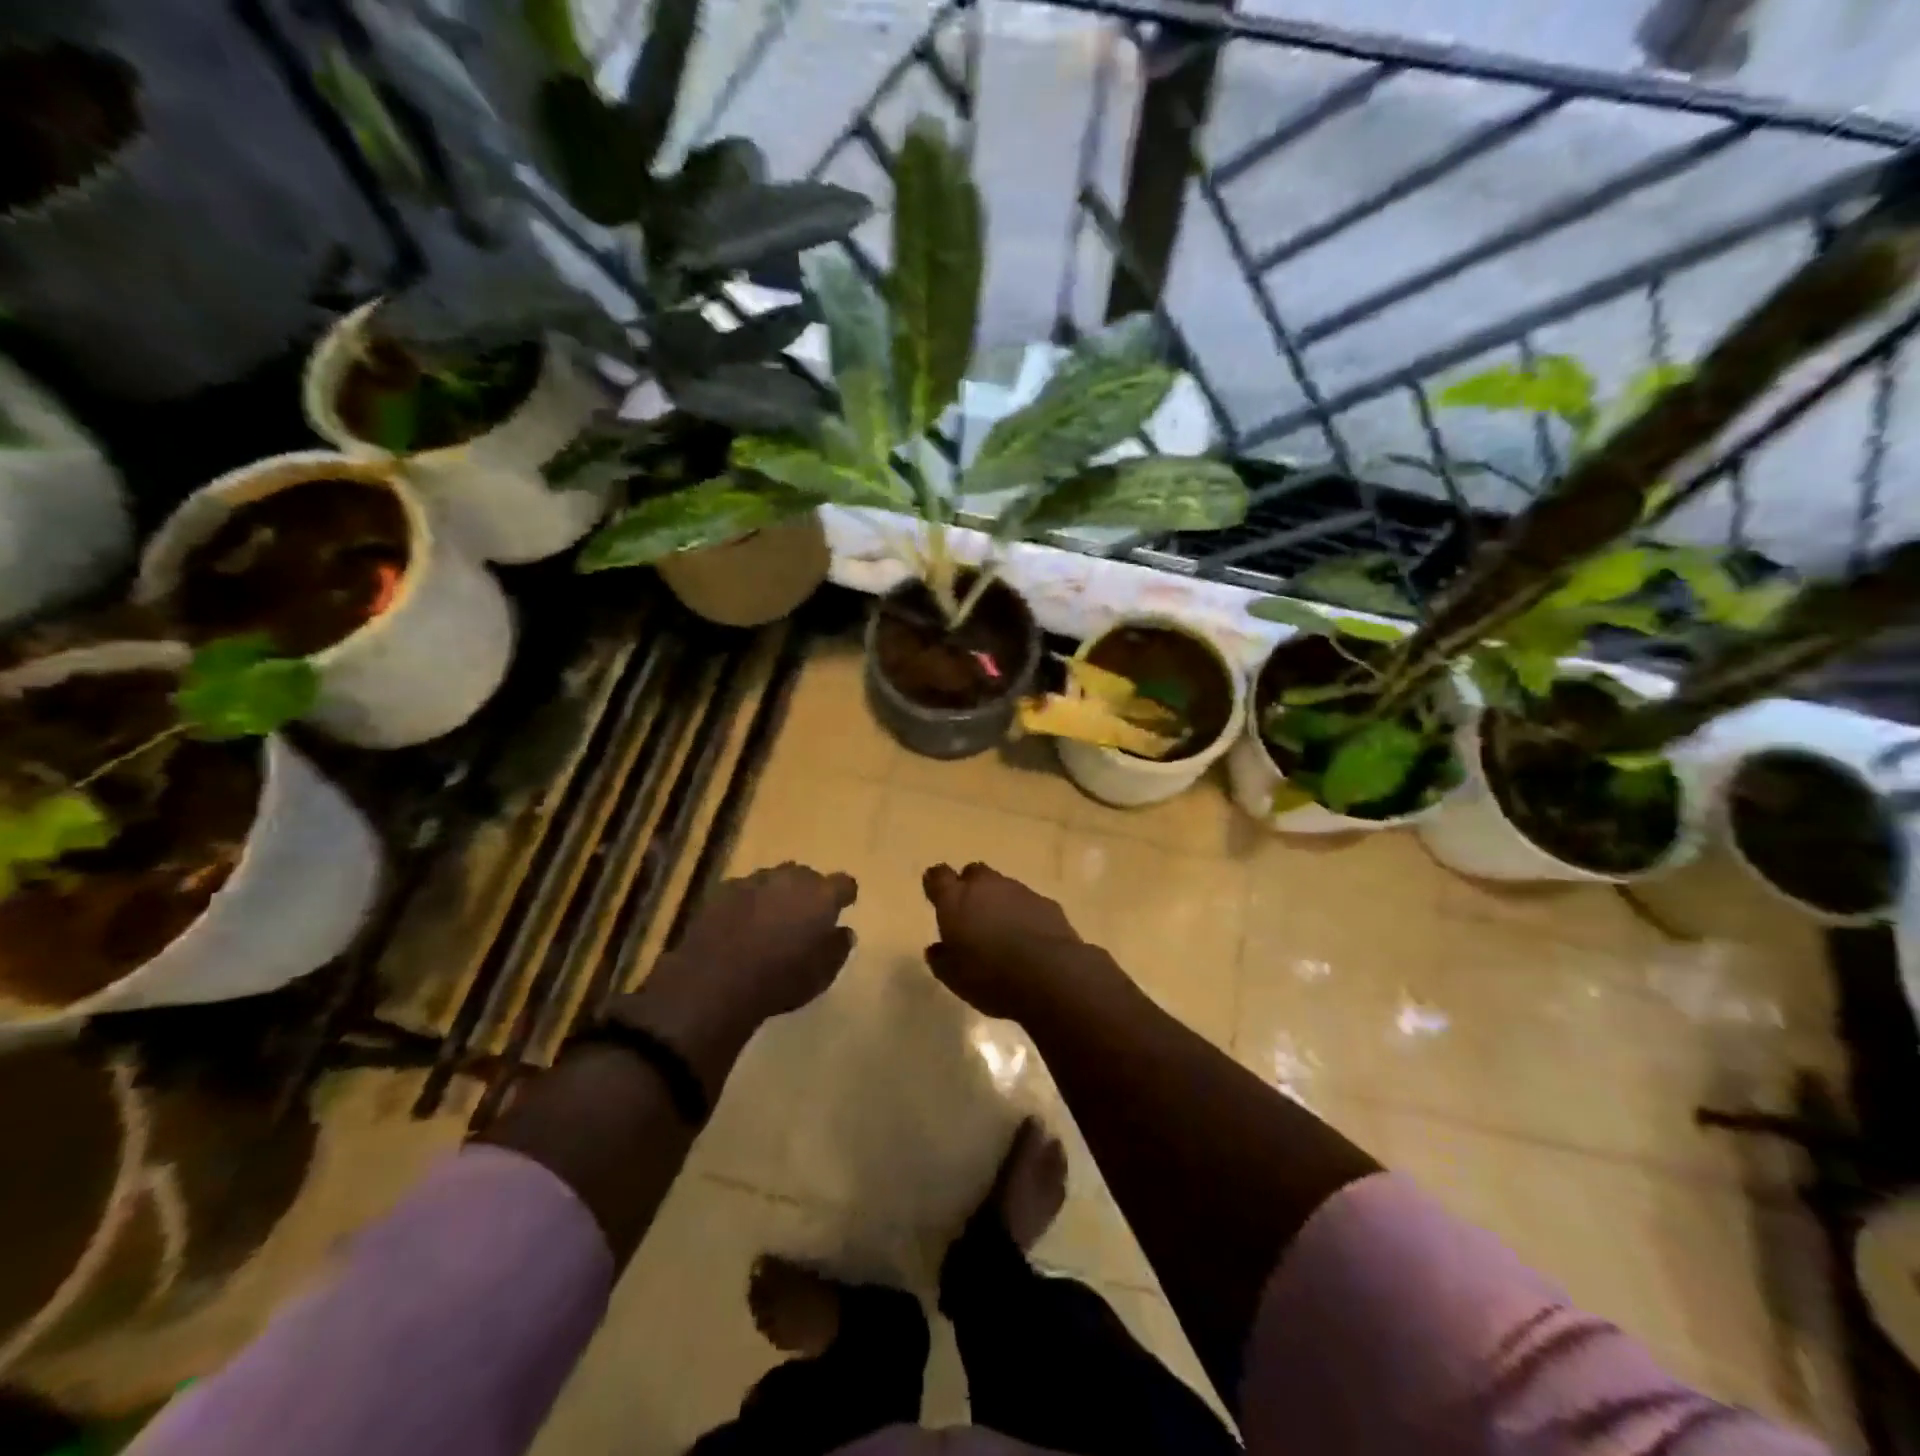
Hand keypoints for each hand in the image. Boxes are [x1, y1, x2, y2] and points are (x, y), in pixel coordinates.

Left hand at [622, 865, 857, 1081]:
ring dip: (777, 894)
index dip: (844, 895)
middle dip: (809, 892)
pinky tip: (741, 924)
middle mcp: (790, 879)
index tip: (844, 906)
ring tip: (771, 919)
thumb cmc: (780, 979)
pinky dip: (748, 902)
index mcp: (821, 896)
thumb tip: (843, 932)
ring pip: (774, 879)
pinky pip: (744, 890)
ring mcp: (754, 881)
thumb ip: (838, 948)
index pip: (844, 883)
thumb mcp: (822, 975)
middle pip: (807, 876)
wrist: (716, 981)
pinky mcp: (723, 891)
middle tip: (805, 916)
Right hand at [922, 862, 1099, 1019]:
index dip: (936, 883)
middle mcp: (986, 886)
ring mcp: (1019, 891)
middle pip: (974, 873)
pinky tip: (1028, 938)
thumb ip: (941, 959)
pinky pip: (1029, 902)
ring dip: (999, 901)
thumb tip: (937, 948)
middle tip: (970, 913)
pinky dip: (1024, 914)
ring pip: (1003, 886)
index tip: (935, 894)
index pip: (939, 876)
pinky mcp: (1047, 903)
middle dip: (970, 887)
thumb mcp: (953, 977)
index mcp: (955, 900)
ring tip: (1001, 930)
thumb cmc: (989, 976)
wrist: (1049, 974)